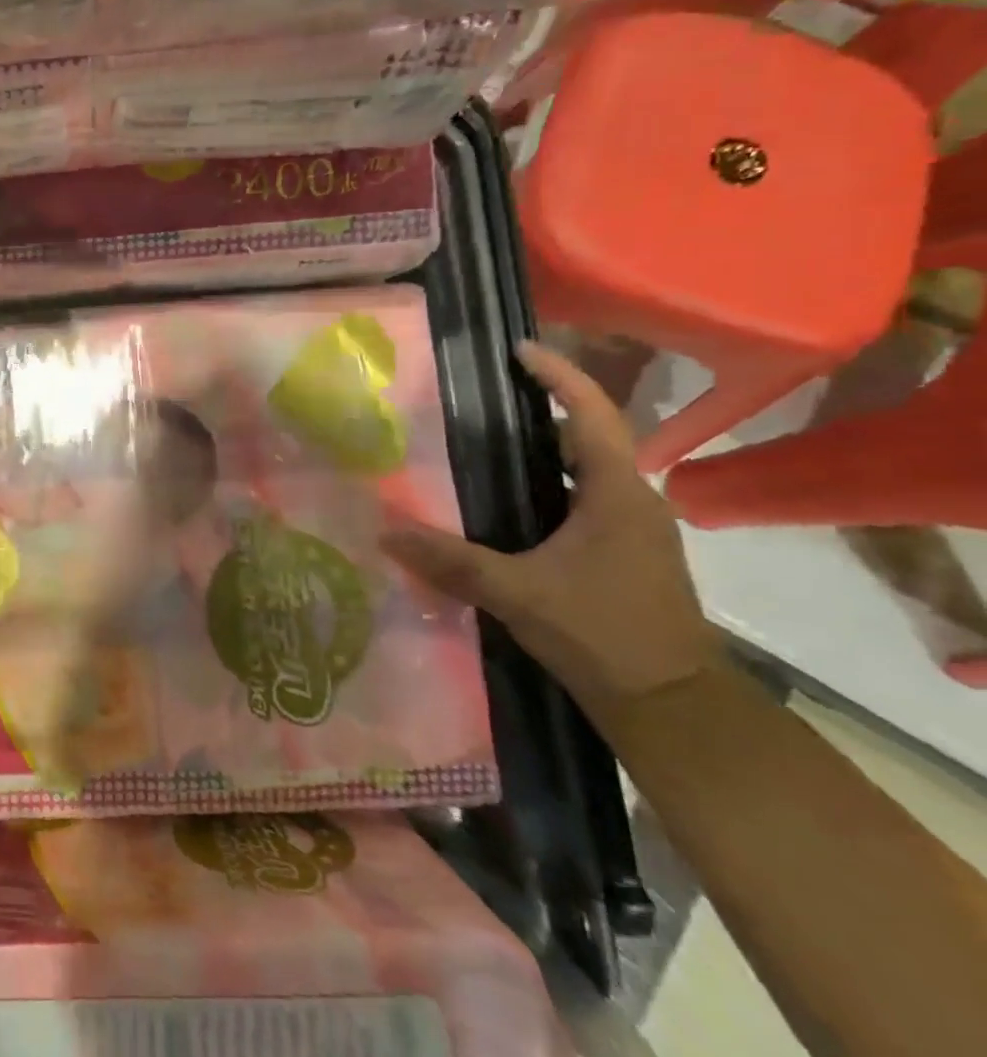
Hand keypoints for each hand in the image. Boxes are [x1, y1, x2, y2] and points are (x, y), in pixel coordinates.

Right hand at [379, 341, 723, 718]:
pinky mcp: (626, 553)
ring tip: (486, 440)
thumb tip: (384, 532)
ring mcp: (635, 529)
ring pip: (588, 469)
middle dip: (543, 407)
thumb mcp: (517, 593)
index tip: (518, 350)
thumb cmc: (602, 633)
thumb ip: (451, 560)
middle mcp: (634, 500)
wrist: (672, 706)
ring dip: (545, 449)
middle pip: (590, 434)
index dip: (558, 375)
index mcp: (618, 493)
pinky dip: (549, 484)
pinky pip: (585, 498)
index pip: (592, 413)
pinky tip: (509, 501)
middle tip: (484, 396)